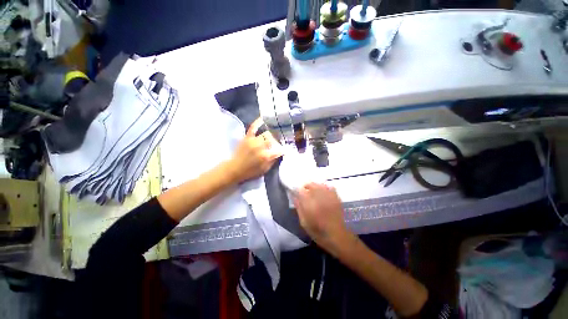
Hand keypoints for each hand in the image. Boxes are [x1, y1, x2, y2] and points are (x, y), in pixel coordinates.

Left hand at [227, 118, 282, 183]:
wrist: (234, 169)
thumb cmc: (250, 171)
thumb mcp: (264, 170)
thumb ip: (273, 161)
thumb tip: (280, 153)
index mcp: (265, 156)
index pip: (279, 150)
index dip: (283, 149)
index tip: (286, 149)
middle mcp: (260, 147)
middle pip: (273, 140)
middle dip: (277, 140)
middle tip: (279, 141)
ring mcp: (253, 141)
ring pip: (266, 134)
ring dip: (271, 134)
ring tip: (275, 133)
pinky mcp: (247, 137)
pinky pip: (253, 127)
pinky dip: (258, 122)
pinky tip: (263, 119)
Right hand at [293, 183, 350, 250]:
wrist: (337, 236)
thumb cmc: (318, 232)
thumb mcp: (304, 222)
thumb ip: (298, 208)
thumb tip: (294, 196)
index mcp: (309, 204)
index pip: (300, 190)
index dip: (297, 190)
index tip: (296, 193)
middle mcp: (319, 197)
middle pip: (310, 184)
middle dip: (306, 187)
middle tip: (304, 193)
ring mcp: (329, 196)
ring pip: (319, 184)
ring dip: (314, 186)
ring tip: (313, 192)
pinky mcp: (336, 197)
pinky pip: (329, 187)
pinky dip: (324, 187)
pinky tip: (323, 192)